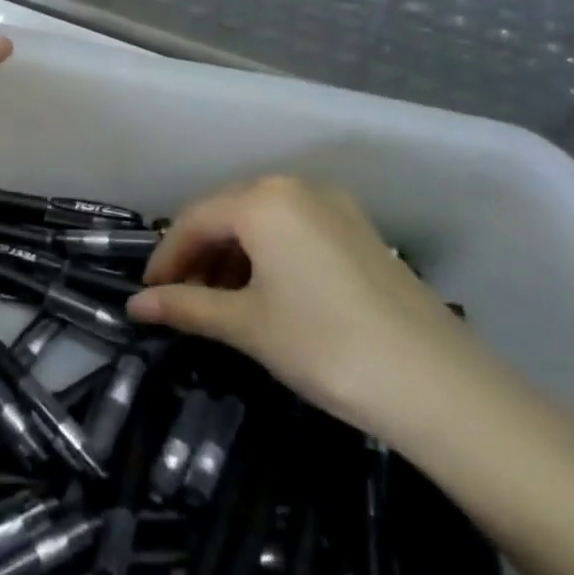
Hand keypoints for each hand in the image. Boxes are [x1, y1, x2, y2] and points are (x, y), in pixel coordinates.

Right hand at [129, 175, 489, 439]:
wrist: (438, 385)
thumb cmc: (323, 345)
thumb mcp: (245, 325)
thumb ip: (185, 307)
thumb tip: (135, 306)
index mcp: (263, 200)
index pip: (193, 220)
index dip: (165, 258)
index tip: (148, 295)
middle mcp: (298, 189)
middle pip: (227, 215)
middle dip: (198, 256)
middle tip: (182, 301)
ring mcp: (335, 208)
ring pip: (262, 223)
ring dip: (232, 258)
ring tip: (220, 304)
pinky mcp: (360, 233)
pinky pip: (295, 233)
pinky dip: (268, 258)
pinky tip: (265, 296)